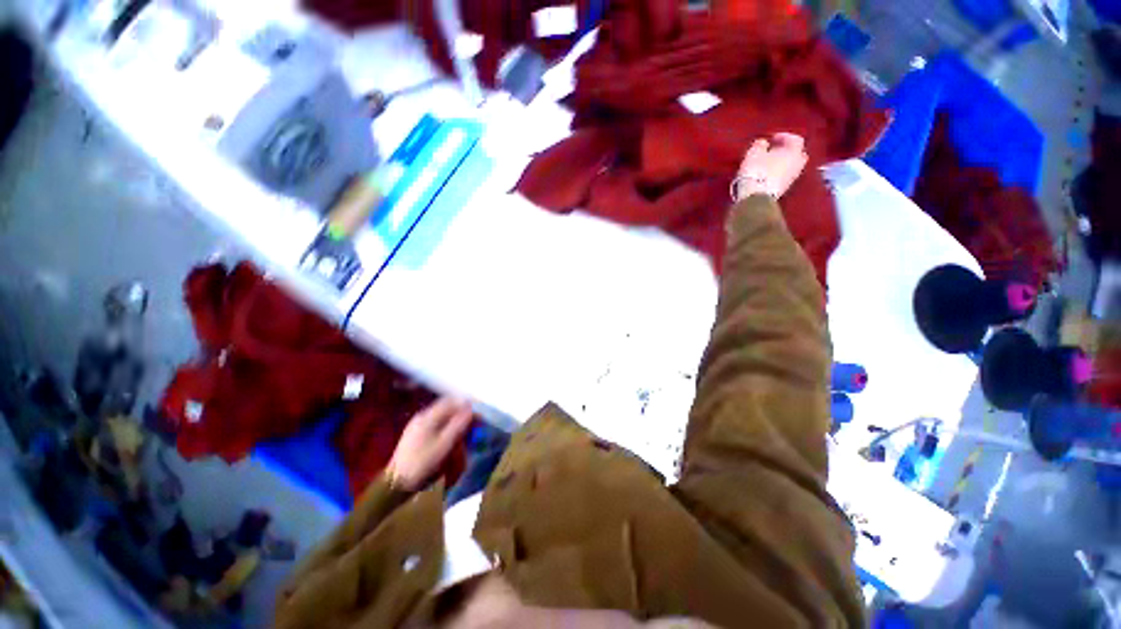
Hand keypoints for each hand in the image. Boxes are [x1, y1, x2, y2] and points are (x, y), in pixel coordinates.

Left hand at [388, 397, 473, 491]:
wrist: (395, 484)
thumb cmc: (422, 464)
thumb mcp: (444, 445)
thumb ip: (458, 425)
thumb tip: (472, 409)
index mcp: (428, 417)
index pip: (452, 403)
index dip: (467, 407)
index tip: (479, 416)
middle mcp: (422, 416)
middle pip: (447, 408)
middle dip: (462, 414)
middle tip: (474, 425)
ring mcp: (417, 425)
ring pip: (442, 416)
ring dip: (455, 421)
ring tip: (465, 433)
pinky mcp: (415, 435)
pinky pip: (436, 424)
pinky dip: (447, 428)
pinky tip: (451, 438)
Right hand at [733, 132, 808, 200]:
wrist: (756, 197)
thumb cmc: (757, 170)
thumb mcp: (754, 153)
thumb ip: (760, 144)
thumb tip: (763, 143)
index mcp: (794, 151)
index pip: (795, 139)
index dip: (784, 137)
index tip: (772, 138)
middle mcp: (798, 164)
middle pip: (797, 153)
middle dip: (787, 150)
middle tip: (774, 150)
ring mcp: (792, 178)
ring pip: (791, 166)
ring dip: (782, 163)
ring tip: (769, 163)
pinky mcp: (784, 189)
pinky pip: (784, 176)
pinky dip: (779, 172)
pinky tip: (767, 174)